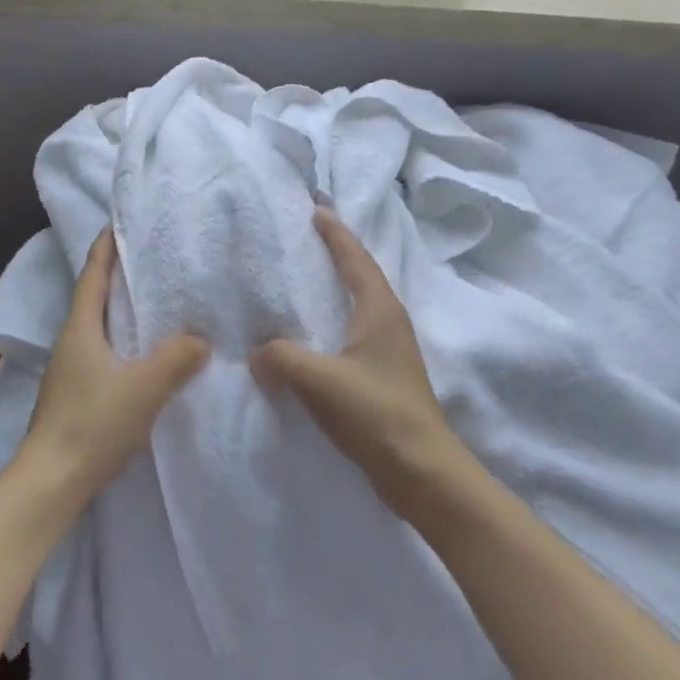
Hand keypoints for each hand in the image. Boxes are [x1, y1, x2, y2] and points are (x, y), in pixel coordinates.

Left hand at [14, 229, 209, 508]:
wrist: (51, 482)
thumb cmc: (93, 424)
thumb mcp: (144, 388)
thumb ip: (177, 359)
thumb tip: (202, 337)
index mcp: (81, 327)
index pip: (94, 272)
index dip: (107, 244)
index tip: (123, 220)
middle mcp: (72, 339)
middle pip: (95, 294)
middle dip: (119, 272)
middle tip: (153, 256)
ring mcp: (70, 367)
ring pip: (99, 324)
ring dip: (122, 307)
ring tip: (156, 299)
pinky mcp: (76, 391)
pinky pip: (103, 349)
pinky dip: (123, 337)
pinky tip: (144, 350)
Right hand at [252, 209, 460, 512]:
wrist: (422, 472)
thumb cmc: (376, 413)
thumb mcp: (320, 380)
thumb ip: (281, 357)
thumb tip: (257, 352)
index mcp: (379, 309)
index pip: (355, 258)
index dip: (335, 232)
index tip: (316, 207)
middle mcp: (388, 321)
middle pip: (360, 274)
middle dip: (336, 251)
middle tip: (307, 234)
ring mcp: (388, 349)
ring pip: (356, 304)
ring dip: (335, 286)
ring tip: (303, 278)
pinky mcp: (383, 375)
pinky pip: (351, 332)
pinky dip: (331, 319)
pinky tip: (309, 334)